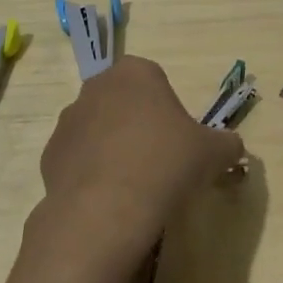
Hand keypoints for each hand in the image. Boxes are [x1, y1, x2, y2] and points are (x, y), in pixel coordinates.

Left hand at [37, 57, 242, 274]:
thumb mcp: (213, 153)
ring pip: (99, 129)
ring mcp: (68, 120)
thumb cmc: (165, 164)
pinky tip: (109, 200)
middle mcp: (96, 87)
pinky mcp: (50, 155)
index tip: (179, 140)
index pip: (155, 80)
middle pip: (124, 102)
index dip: (169, 110)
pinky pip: (79, 159)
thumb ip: (227, 144)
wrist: (106, 210)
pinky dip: (92, 174)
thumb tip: (232, 148)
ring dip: (113, 148)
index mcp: (135, 72)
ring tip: (133, 186)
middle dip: (139, 125)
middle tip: (160, 162)